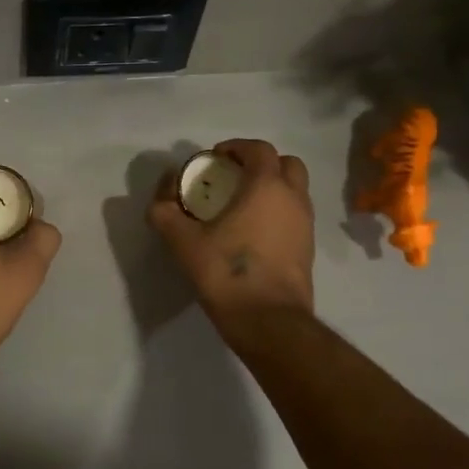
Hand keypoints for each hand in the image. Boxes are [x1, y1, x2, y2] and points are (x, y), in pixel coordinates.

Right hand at [148, 139, 314, 329]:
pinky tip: (253, 233)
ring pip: (295, 191)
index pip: (259, 149)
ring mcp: (306, 225)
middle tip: (234, 177)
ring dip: (272, 188)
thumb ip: (165, 212)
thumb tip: (161, 196)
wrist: (269, 321)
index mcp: (267, 187)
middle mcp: (293, 199)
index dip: (237, 147)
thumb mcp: (183, 242)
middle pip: (286, 164)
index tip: (215, 158)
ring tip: (242, 205)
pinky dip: (278, 212)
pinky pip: (295, 216)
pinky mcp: (308, 249)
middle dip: (261, 163)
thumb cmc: (226, 273)